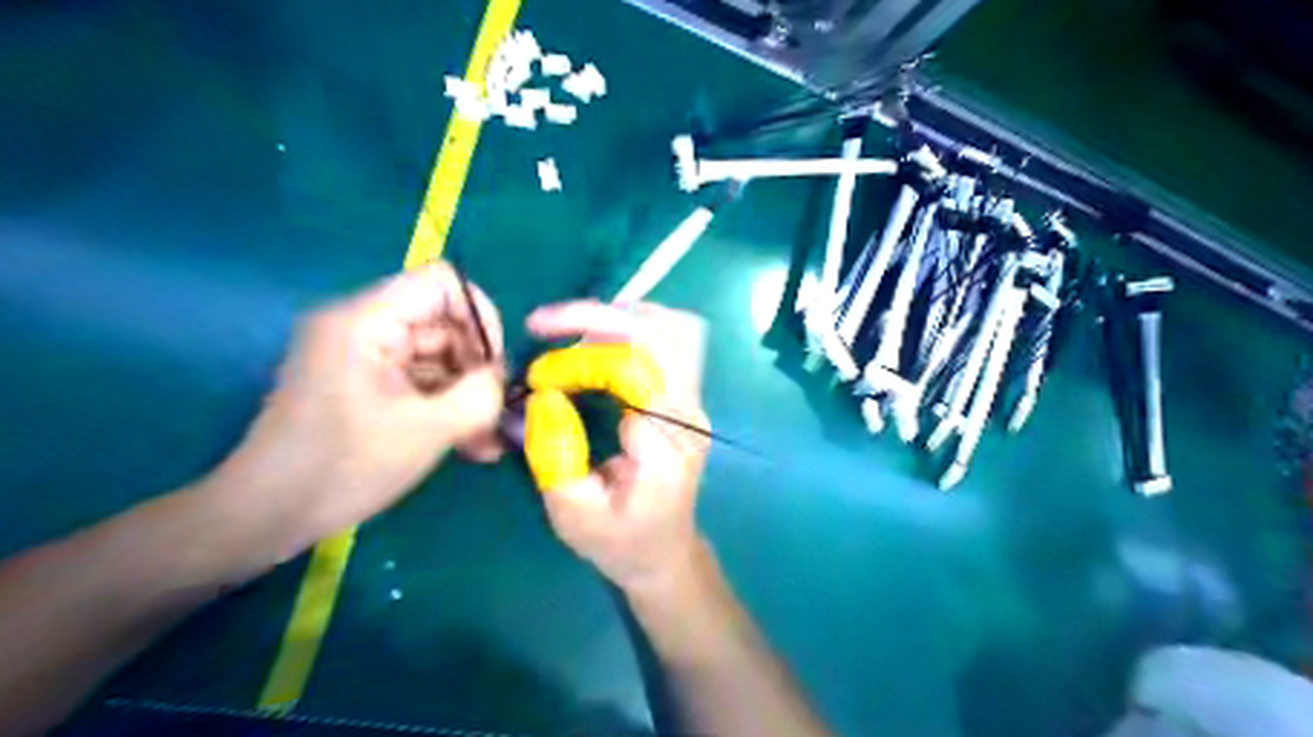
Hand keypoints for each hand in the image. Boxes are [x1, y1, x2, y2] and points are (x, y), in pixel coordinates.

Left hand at [211, 262, 506, 556]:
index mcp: (365, 321)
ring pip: (436, 358)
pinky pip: (419, 382)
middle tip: (495, 411)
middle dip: (476, 366)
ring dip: (466, 394)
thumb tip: (501, 376)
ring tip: (486, 440)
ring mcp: (362, 356)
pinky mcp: (363, 384)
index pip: (442, 283)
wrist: (263, 518)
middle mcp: (361, 327)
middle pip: (442, 323)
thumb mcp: (428, 431)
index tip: (494, 365)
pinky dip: (445, 407)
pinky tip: (469, 446)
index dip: (480, 316)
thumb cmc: (343, 468)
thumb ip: (480, 394)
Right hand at [525, 302, 712, 595]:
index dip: (580, 361)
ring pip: (672, 328)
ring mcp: (693, 402)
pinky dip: (625, 331)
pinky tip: (590, 344)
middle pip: (666, 331)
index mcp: (665, 444)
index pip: (633, 370)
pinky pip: (665, 343)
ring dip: (616, 318)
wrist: (666, 555)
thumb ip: (554, 453)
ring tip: (567, 333)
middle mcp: (688, 413)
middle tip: (546, 324)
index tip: (539, 377)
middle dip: (601, 315)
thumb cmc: (620, 543)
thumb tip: (544, 394)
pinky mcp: (685, 397)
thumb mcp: (573, 513)